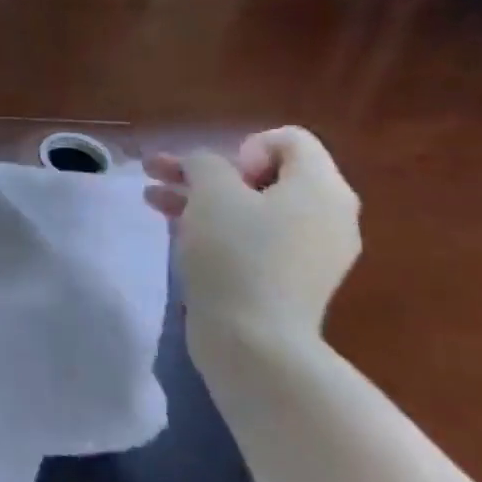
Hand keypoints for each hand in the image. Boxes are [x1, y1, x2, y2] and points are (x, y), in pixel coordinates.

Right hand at [143, 126, 361, 348]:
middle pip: (266, 173)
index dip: (244, 146)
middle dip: (207, 171)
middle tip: (161, 173)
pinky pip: (255, 237)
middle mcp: (328, 216)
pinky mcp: (290, 279)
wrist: (253, 341)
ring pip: (252, 206)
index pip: (289, 140)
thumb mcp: (212, 193)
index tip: (219, 176)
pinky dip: (217, 226)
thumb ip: (205, 163)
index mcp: (322, 189)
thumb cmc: (236, 255)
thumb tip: (205, 167)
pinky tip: (176, 228)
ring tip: (152, 198)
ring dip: (201, 196)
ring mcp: (311, 251)